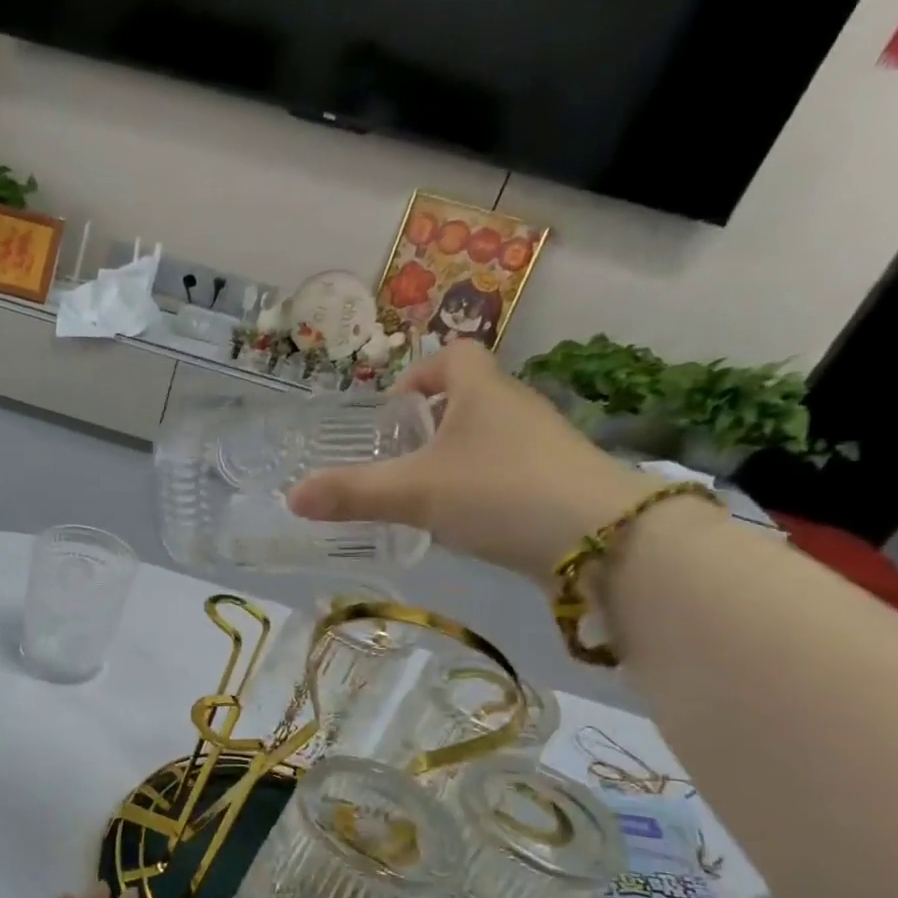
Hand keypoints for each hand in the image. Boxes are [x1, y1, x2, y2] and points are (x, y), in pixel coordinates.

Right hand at [287, 342, 659, 587]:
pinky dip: (481, 488)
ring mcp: (544, 448)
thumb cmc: (500, 493)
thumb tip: (292, 497)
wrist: (604, 541)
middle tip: (397, 459)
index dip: (419, 376)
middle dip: (430, 424)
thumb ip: (352, 494)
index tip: (393, 412)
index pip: (455, 356)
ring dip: (455, 458)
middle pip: (470, 398)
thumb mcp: (414, 493)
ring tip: (423, 495)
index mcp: (484, 392)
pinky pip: (508, 473)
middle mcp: (517, 410)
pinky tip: (464, 523)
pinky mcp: (558, 486)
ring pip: (489, 440)